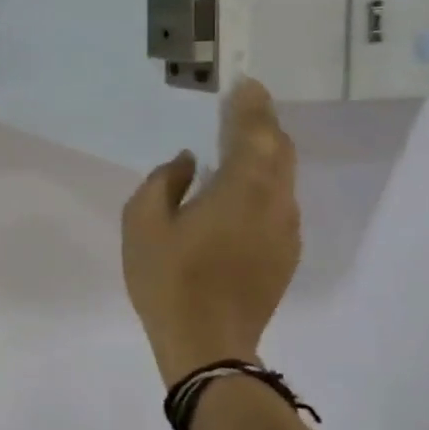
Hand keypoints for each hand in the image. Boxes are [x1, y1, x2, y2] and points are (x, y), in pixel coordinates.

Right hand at [122, 78, 301, 385]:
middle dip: (263, 123)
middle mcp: (274, 203)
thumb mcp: (143, 223)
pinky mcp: (285, 254)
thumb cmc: (169, 279)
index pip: (254, 132)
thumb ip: (163, 181)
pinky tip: (240, 190)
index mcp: (241, 188)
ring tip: (241, 141)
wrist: (208, 347)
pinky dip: (265, 182)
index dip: (250, 104)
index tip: (245, 82)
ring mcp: (286, 231)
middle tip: (243, 104)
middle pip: (279, 150)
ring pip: (283, 177)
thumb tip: (187, 161)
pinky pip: (279, 202)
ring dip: (266, 153)